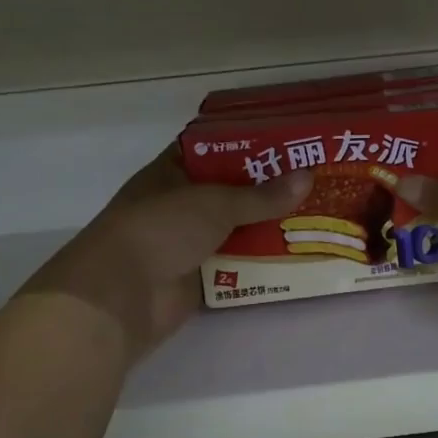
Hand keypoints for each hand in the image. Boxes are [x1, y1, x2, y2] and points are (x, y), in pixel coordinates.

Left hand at [23, 148, 311, 358]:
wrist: (120, 295)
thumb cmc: (160, 229)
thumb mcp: (214, 203)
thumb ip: (262, 195)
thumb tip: (308, 178)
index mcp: (172, 173)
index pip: (213, 149)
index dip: (247, 144)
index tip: (287, 142)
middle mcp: (180, 204)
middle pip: (231, 191)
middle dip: (269, 188)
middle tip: (315, 179)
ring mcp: (189, 241)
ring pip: (238, 228)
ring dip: (270, 225)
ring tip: (317, 214)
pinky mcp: (199, 276)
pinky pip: (239, 263)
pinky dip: (263, 260)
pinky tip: (299, 252)